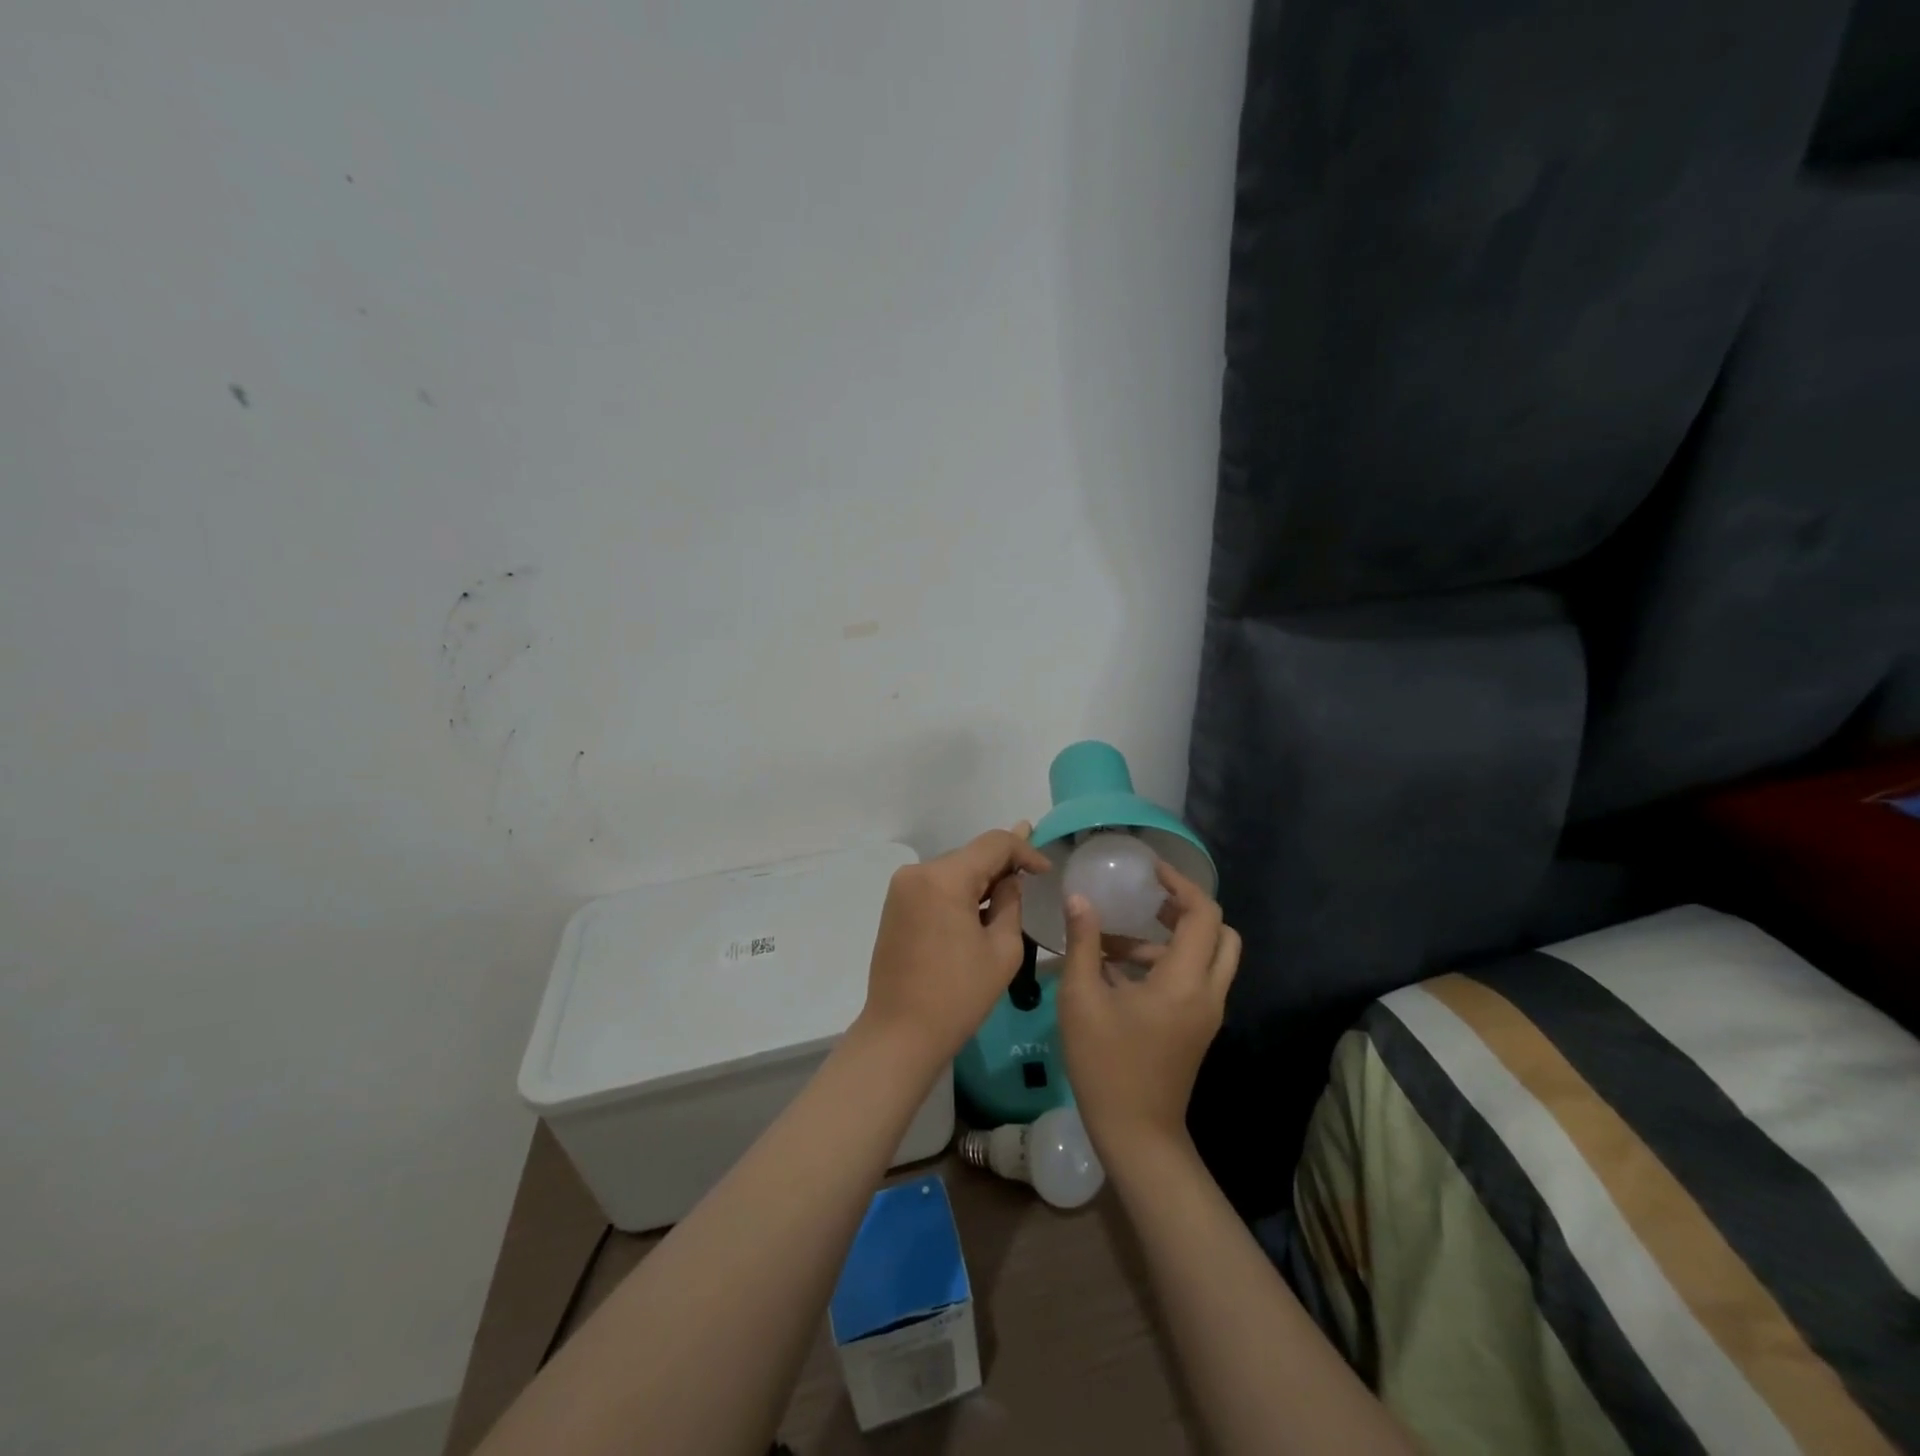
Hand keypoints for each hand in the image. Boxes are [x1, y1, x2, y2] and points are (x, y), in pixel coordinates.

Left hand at [859, 824, 1051, 1067]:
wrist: (900, 1034)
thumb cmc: (958, 995)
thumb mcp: (1002, 949)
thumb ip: (1011, 903)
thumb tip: (1009, 880)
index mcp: (944, 878)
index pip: (993, 844)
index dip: (1025, 850)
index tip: (1047, 870)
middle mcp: (917, 872)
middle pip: (971, 854)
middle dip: (1003, 864)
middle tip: (1035, 872)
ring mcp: (901, 888)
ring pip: (953, 869)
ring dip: (981, 878)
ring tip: (1013, 885)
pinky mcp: (895, 906)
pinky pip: (936, 886)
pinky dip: (960, 891)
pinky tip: (980, 904)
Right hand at [1057, 860, 1240, 1166]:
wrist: (1136, 1134)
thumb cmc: (1105, 1064)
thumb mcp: (1081, 998)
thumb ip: (1083, 943)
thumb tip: (1079, 898)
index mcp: (1184, 981)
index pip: (1203, 914)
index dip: (1180, 884)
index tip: (1150, 870)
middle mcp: (1207, 992)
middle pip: (1220, 933)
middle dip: (1186, 909)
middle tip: (1148, 900)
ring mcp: (1206, 1013)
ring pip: (1207, 957)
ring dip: (1168, 939)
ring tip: (1112, 941)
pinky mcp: (1197, 1028)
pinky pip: (1195, 979)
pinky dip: (1166, 963)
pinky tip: (1116, 972)